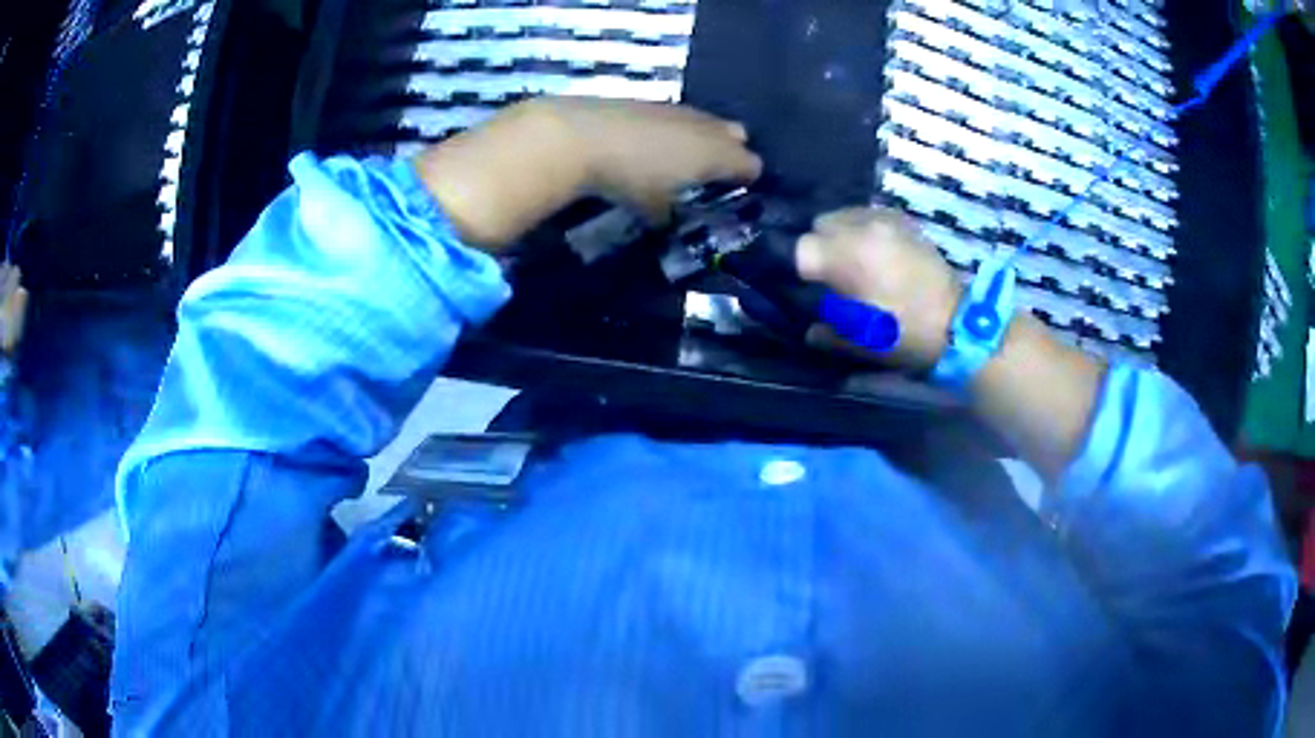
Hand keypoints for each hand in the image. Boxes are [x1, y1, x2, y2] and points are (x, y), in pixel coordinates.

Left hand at [534, 97, 763, 222]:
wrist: (581, 135)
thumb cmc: (628, 176)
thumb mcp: (651, 206)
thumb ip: (667, 214)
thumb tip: (666, 219)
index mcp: (716, 154)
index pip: (751, 164)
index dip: (748, 178)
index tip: (737, 190)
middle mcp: (705, 127)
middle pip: (736, 136)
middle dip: (731, 151)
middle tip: (712, 172)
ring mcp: (678, 110)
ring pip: (706, 122)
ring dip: (702, 138)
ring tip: (681, 158)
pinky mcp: (652, 101)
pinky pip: (678, 116)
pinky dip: (675, 129)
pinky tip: (653, 142)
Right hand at [795, 207, 961, 369]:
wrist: (957, 322)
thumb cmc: (904, 334)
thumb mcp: (860, 341)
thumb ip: (827, 331)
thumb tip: (809, 328)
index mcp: (847, 256)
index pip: (802, 248)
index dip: (802, 269)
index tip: (811, 286)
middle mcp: (862, 228)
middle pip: (820, 224)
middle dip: (820, 245)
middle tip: (832, 273)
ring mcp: (884, 219)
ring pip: (844, 215)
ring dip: (842, 235)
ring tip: (854, 260)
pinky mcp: (902, 220)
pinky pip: (868, 215)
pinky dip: (863, 229)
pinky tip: (874, 251)